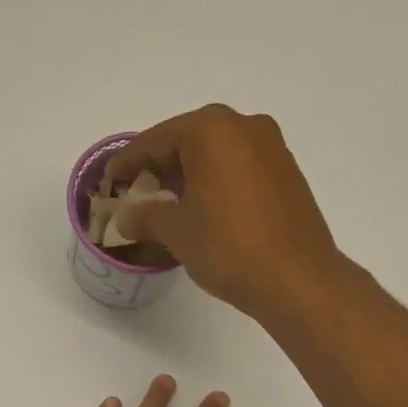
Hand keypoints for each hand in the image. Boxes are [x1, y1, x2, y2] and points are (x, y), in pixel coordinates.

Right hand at [106, 104, 340, 317]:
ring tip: (168, 207)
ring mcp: (273, 149)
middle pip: (189, 142)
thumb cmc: (229, 247)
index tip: (109, 180)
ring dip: (190, 177)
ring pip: (217, 156)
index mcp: (212, 129)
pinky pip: (240, 170)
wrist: (298, 280)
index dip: (128, 162)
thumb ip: (145, 216)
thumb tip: (126, 217)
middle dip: (161, 168)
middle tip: (137, 193)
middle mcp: (245, 127)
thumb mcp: (177, 231)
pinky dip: (217, 184)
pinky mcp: (289, 174)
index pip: (156, 141)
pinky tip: (205, 211)